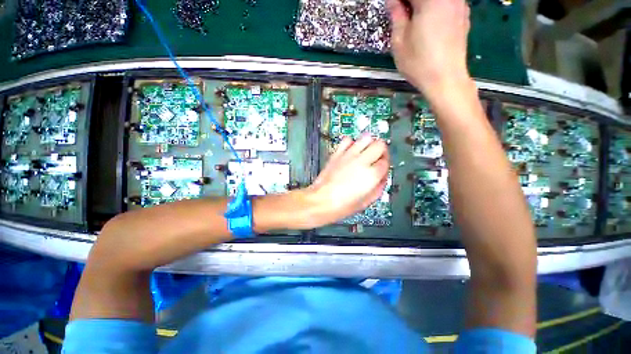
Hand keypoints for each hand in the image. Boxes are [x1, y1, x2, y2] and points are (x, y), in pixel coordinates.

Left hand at [304, 135, 389, 226]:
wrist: (321, 200)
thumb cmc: (341, 205)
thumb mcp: (366, 202)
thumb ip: (379, 188)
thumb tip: (382, 179)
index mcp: (371, 175)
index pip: (386, 162)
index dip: (385, 166)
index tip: (382, 169)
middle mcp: (361, 162)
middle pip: (380, 145)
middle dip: (382, 151)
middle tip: (378, 158)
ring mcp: (349, 156)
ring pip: (366, 137)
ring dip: (369, 143)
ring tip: (366, 152)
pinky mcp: (337, 154)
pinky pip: (347, 140)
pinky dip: (351, 143)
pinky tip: (351, 151)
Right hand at [388, 0, 471, 97]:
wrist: (445, 79)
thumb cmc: (419, 63)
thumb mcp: (399, 42)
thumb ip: (396, 15)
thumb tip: (393, 1)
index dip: (398, 3)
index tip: (393, 10)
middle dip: (410, 4)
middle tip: (401, 16)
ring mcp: (459, 4)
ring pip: (436, 0)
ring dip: (422, 7)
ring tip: (413, 21)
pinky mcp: (464, 15)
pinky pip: (447, 4)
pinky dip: (436, 9)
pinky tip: (429, 24)